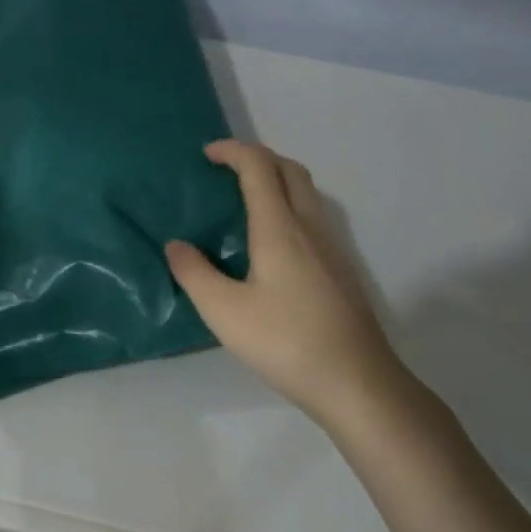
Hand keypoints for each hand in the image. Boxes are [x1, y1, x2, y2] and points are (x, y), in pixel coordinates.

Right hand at [166, 140, 407, 423]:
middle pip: (289, 169)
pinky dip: (289, 205)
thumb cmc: (285, 341)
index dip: (232, 151)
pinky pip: (313, 216)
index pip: (258, 167)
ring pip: (306, 192)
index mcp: (280, 227)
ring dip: (276, 180)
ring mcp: (331, 246)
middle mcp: (310, 226)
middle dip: (257, 157)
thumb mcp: (224, 311)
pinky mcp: (340, 268)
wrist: (355, 380)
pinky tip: (271, 242)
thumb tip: (175, 245)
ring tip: (245, 201)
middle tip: (227, 171)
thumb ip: (194, 273)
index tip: (207, 155)